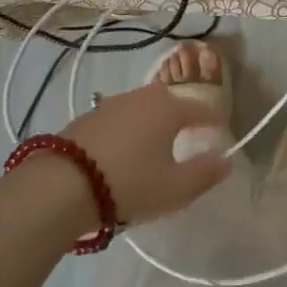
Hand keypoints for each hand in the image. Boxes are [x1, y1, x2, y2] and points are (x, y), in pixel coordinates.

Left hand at [61, 81, 232, 225]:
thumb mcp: (175, 189)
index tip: (220, 133)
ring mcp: (110, 105)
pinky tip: (124, 152)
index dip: (213, 121)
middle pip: (169, 102)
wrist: (62, 186)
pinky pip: (119, 119)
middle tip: (188, 136)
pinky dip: (129, 130)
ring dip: (152, 122)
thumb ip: (204, 174)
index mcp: (168, 108)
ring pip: (142, 108)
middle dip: (182, 116)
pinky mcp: (86, 118)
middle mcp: (141, 98)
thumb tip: (225, 161)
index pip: (200, 109)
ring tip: (155, 146)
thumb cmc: (130, 184)